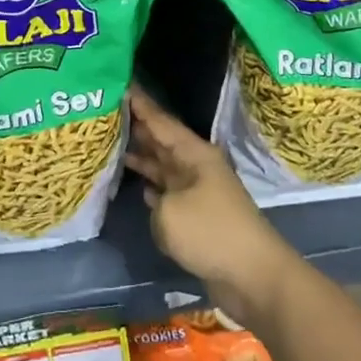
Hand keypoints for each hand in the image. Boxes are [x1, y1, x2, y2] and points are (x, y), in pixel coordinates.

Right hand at [125, 84, 299, 325]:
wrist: (253, 276)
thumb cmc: (211, 233)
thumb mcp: (169, 213)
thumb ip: (154, 200)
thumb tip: (158, 203)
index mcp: (194, 154)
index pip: (160, 121)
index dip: (140, 104)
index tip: (120, 84)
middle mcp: (196, 167)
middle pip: (162, 141)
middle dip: (137, 127)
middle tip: (107, 112)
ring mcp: (198, 192)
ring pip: (164, 167)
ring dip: (142, 158)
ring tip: (113, 145)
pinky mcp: (198, 217)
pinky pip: (169, 193)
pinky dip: (153, 188)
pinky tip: (139, 186)